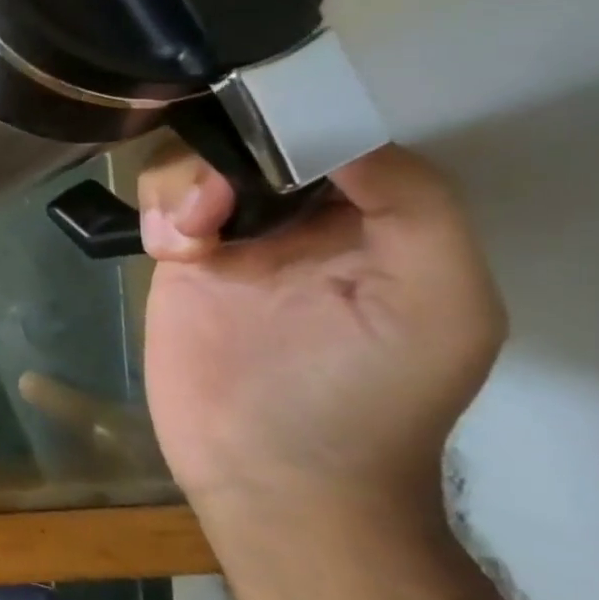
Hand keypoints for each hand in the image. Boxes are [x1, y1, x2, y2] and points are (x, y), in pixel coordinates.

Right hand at [136, 142, 505, 532]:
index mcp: (373, 222)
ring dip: (182, 185)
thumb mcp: (443, 305)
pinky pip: (157, 202)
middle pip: (248, 141)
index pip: (331, 137)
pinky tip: (168, 250)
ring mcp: (233, 238)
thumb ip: (415, 207)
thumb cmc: (366, 397)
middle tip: (216, 205)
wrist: (271, 474)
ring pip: (194, 163)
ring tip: (188, 239)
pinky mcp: (178, 260)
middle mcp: (301, 220)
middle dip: (223, 156)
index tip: (259, 135)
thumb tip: (332, 135)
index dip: (294, 125)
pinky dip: (155, 211)